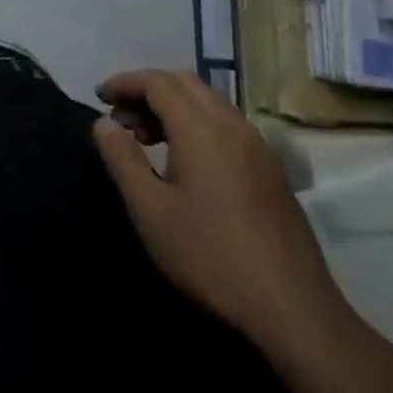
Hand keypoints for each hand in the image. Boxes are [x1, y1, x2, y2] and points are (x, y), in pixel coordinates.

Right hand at [91, 69, 348, 363]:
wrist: (293, 310)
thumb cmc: (210, 256)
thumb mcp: (150, 210)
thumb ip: (122, 159)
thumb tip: (104, 123)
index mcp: (201, 129)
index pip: (158, 81)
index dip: (125, 82)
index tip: (100, 98)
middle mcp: (232, 125)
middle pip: (184, 83)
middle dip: (148, 91)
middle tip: (122, 121)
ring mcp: (258, 147)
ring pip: (208, 102)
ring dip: (173, 108)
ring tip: (147, 141)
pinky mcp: (271, 170)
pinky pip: (226, 125)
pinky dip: (196, 125)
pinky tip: (185, 163)